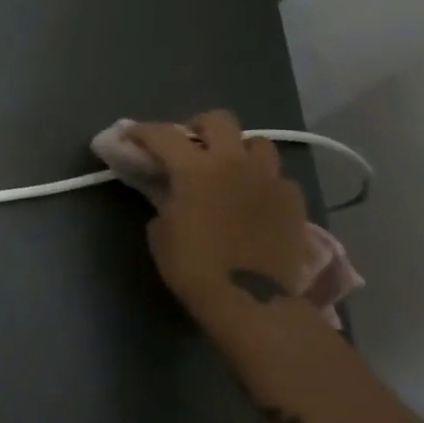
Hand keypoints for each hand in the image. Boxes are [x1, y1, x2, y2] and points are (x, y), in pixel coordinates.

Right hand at [127, 112, 307, 318]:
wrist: (250, 302)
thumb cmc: (193, 267)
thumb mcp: (161, 230)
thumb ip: (165, 200)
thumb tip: (172, 192)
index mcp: (195, 168)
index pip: (162, 134)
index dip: (142, 131)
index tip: (130, 135)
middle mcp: (234, 163)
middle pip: (219, 120)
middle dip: (199, 127)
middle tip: (189, 146)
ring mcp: (269, 179)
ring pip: (257, 143)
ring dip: (238, 150)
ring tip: (228, 169)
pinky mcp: (294, 201)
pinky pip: (277, 177)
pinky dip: (262, 181)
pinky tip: (253, 199)